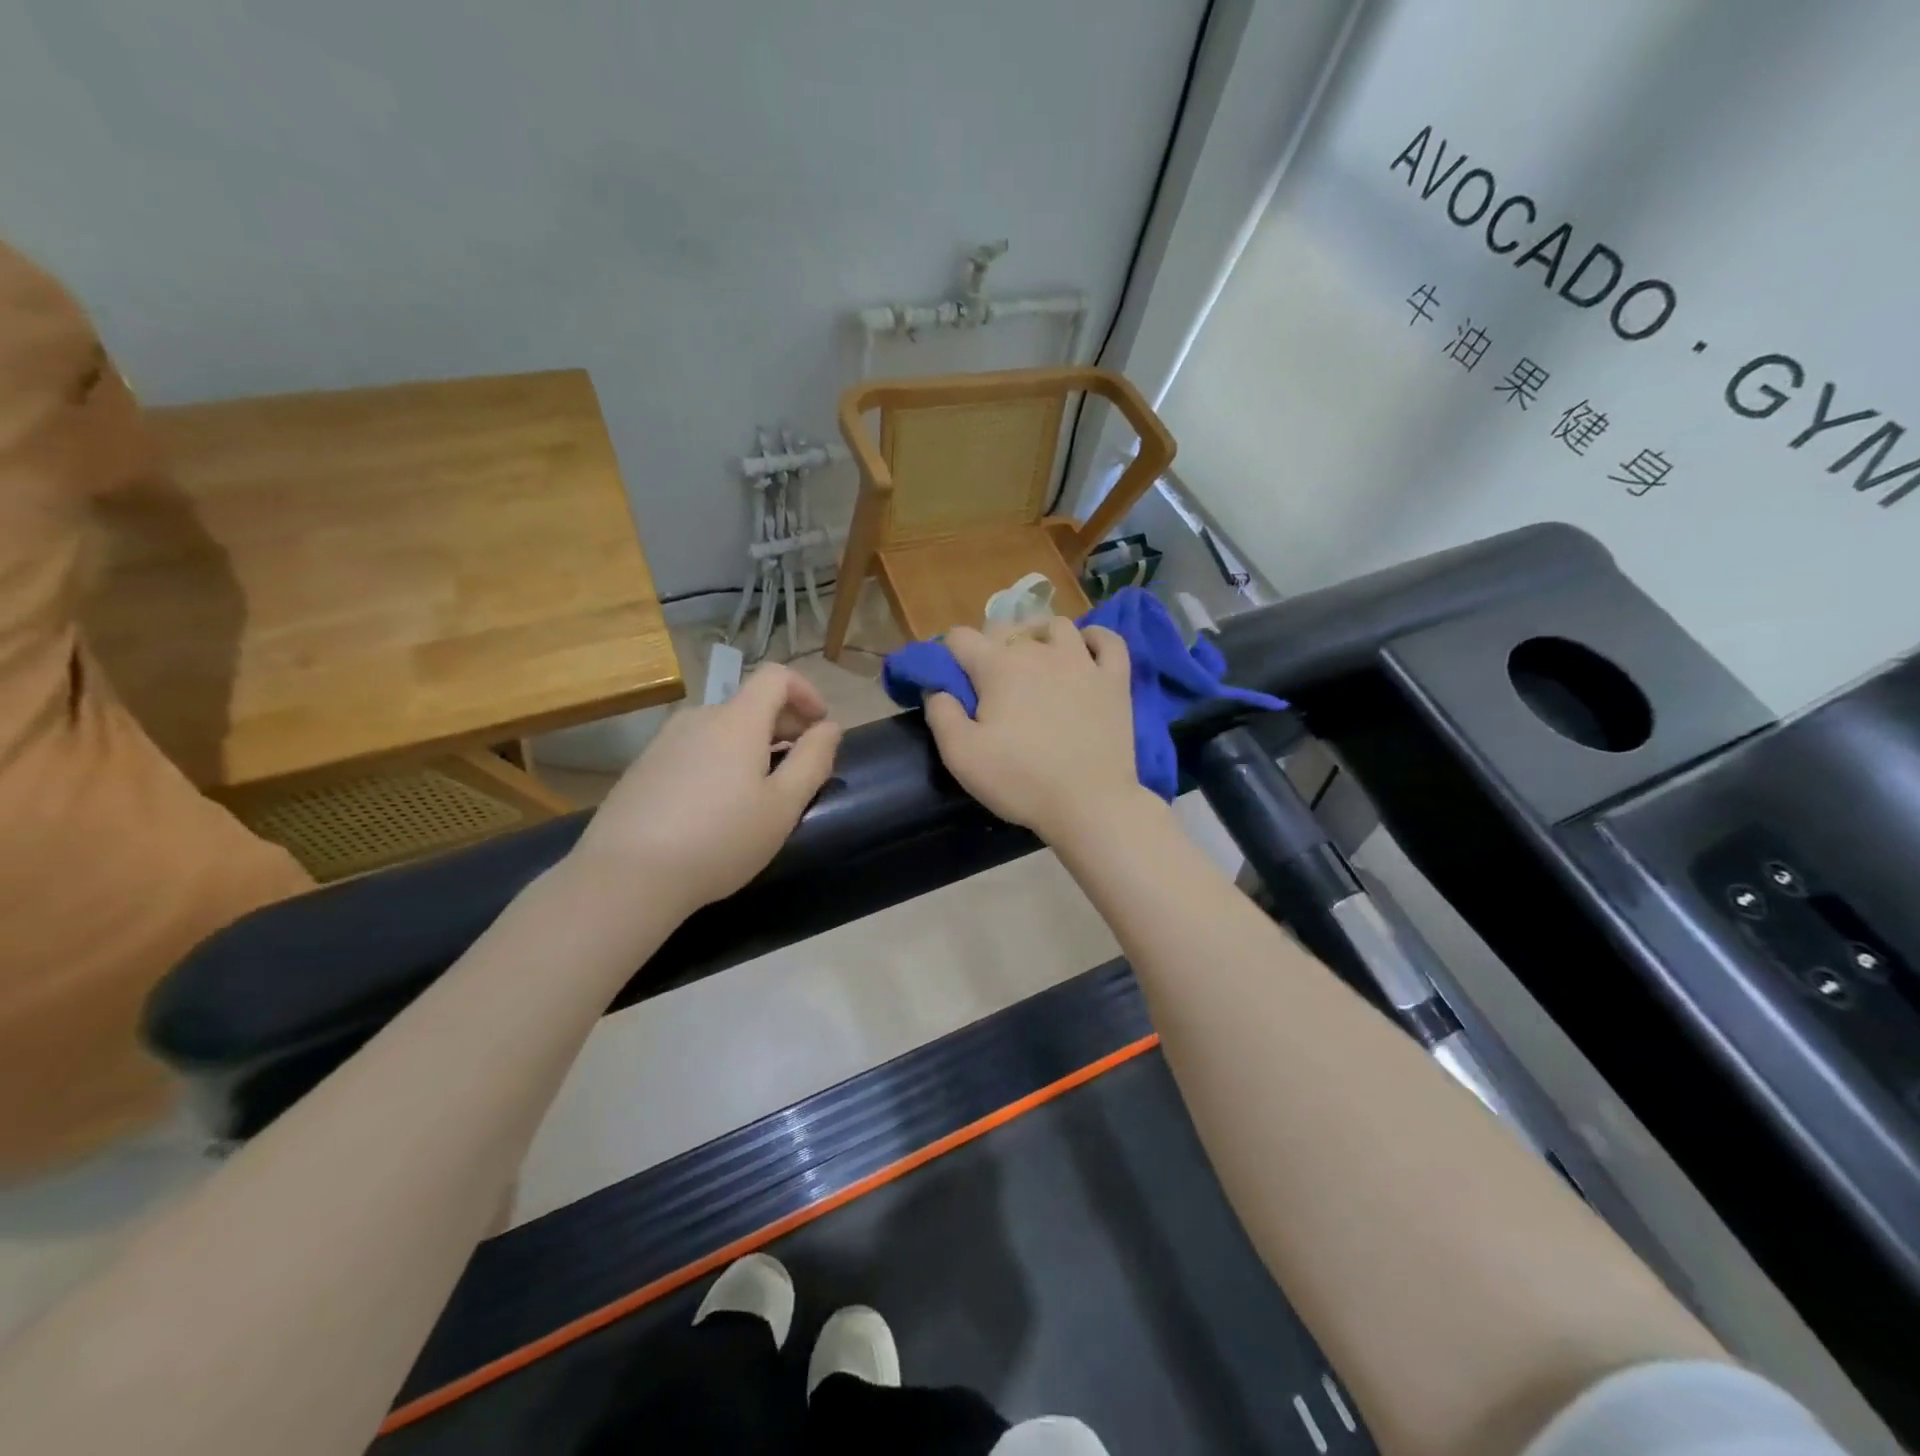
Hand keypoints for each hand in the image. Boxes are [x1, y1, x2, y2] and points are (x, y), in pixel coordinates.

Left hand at [572, 664, 842, 916]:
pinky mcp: (643, 768)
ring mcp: (664, 742)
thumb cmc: (720, 840)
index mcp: (737, 721)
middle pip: (749, 703)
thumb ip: (813, 760)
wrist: (626, 876)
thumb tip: (830, 727)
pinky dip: (719, 761)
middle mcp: (699, 718)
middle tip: (799, 767)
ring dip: (751, 745)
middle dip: (784, 724)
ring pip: (721, 729)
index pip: (777, 677)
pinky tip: (715, 808)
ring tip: (758, 792)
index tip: (820, 727)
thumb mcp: (783, 806)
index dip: (806, 692)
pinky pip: (694, 750)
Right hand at [923, 618, 1150, 847]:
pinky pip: (1108, 640)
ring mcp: (1082, 662)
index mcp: (998, 666)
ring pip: (1057, 626)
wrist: (1089, 803)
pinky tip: (1086, 652)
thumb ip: (941, 715)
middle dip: (991, 647)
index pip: (960, 637)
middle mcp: (1039, 651)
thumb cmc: (1021, 780)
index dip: (950, 655)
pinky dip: (1095, 639)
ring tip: (1037, 661)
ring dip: (1040, 636)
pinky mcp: (1115, 679)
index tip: (953, 682)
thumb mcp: (961, 756)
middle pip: (1007, 628)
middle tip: (991, 685)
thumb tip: (936, 689)